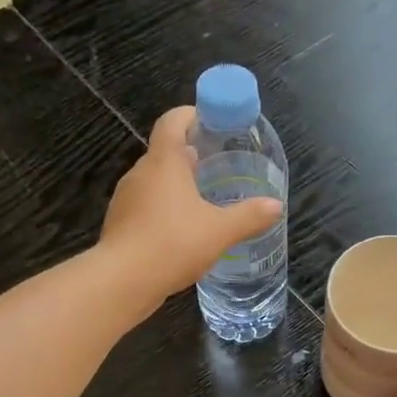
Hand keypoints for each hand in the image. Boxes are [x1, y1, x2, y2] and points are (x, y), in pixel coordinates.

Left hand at [99, 106, 282, 313]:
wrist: (123, 281)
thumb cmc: (173, 243)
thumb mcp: (220, 231)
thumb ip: (249, 216)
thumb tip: (276, 206)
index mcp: (164, 162)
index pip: (172, 122)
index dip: (190, 115)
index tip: (210, 121)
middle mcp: (141, 173)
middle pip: (164, 153)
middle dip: (188, 156)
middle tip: (216, 166)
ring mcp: (126, 199)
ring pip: (154, 182)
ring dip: (176, 186)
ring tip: (202, 201)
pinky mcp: (120, 225)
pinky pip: (145, 207)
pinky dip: (163, 210)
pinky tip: (181, 231)